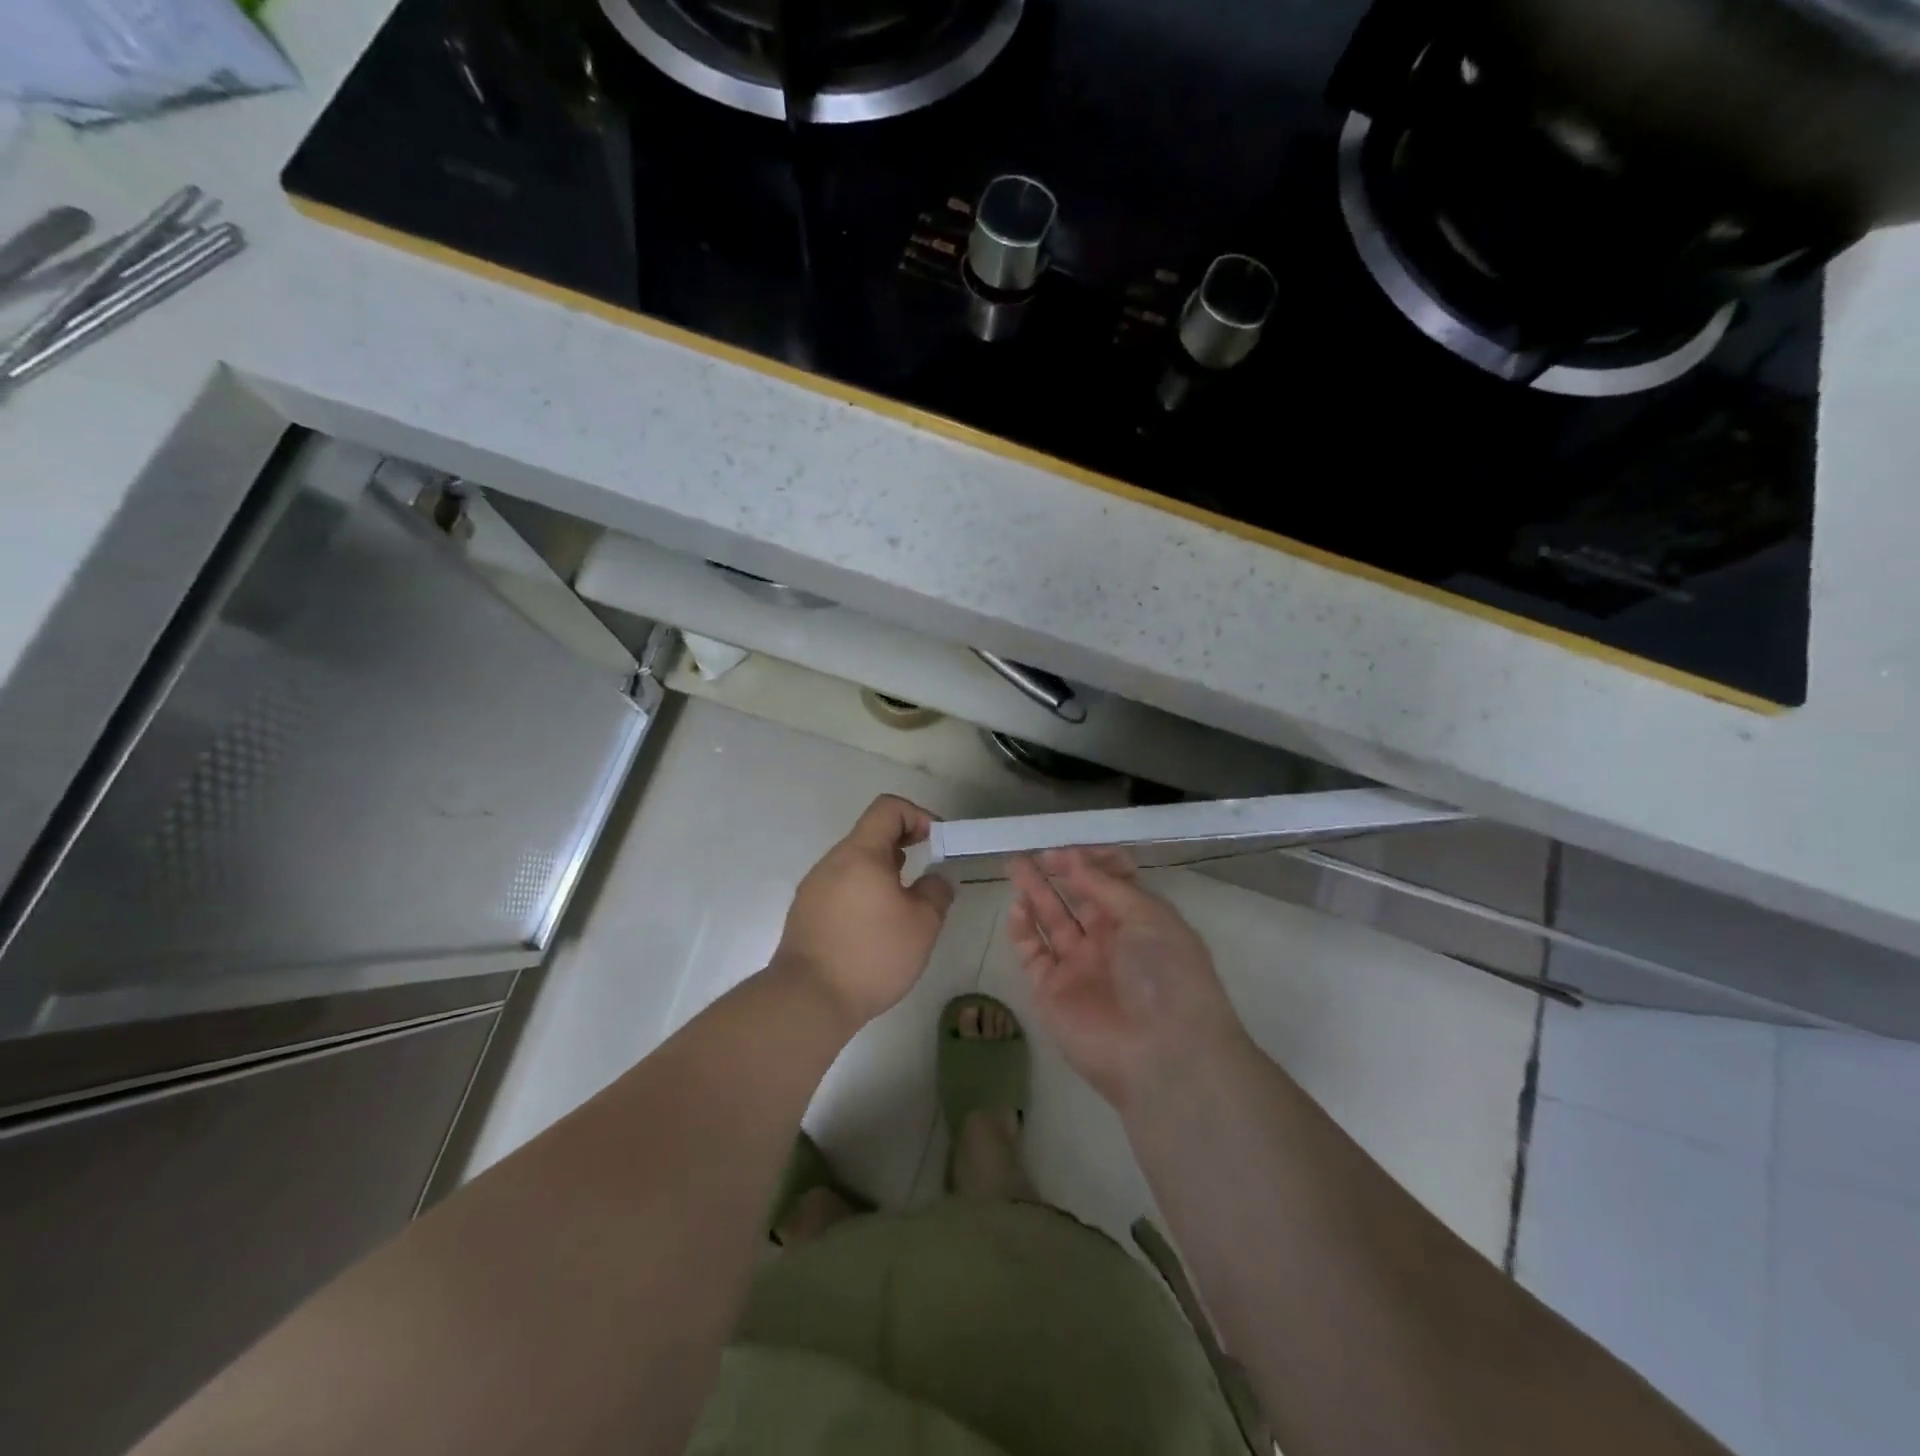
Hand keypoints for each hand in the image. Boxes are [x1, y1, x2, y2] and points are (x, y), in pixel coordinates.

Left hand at [773, 795, 955, 1029]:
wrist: (808, 999)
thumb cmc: (872, 954)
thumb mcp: (922, 924)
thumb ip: (936, 892)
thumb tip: (936, 878)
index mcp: (860, 853)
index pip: (888, 808)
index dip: (918, 815)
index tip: (936, 842)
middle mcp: (833, 861)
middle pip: (870, 834)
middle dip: (903, 844)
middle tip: (926, 872)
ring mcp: (814, 887)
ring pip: (855, 863)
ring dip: (883, 871)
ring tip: (903, 903)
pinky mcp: (805, 913)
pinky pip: (840, 887)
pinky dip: (864, 892)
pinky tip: (875, 927)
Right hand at [1008, 848, 1246, 1112]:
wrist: (1161, 1054)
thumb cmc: (1166, 974)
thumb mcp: (1148, 917)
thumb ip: (1106, 886)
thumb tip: (1073, 860)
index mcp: (1140, 921)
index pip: (1111, 882)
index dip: (1090, 862)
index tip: (1067, 849)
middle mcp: (1109, 940)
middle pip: (1077, 897)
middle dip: (1057, 873)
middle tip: (1032, 852)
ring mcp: (1078, 965)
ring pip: (1051, 920)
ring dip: (1034, 892)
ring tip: (1015, 865)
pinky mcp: (1052, 990)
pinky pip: (1033, 953)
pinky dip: (1023, 929)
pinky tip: (1017, 906)